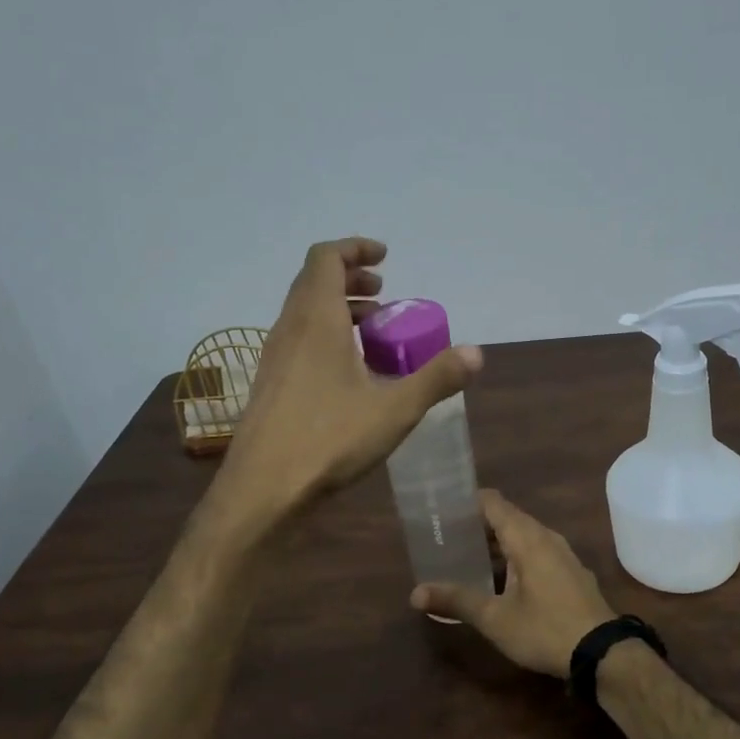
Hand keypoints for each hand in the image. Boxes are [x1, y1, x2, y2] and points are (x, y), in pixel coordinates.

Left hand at [216, 237, 481, 520]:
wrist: (263, 490)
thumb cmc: (329, 440)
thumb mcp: (395, 409)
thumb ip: (436, 378)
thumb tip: (476, 353)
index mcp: (315, 320)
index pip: (326, 257)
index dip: (355, 248)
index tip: (386, 258)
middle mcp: (289, 329)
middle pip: (314, 281)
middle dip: (350, 278)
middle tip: (384, 295)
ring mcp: (274, 357)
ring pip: (304, 313)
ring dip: (338, 309)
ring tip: (373, 332)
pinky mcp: (269, 384)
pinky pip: (298, 341)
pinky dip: (325, 337)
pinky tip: (349, 374)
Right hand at [411, 490, 616, 678]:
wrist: (603, 654)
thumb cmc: (545, 629)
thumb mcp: (495, 618)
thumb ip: (457, 600)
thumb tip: (414, 593)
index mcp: (527, 537)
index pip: (492, 502)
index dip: (466, 502)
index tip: (441, 511)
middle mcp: (546, 537)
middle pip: (507, 518)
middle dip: (476, 526)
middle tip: (445, 538)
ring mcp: (562, 555)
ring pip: (523, 537)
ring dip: (496, 544)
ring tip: (466, 558)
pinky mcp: (571, 574)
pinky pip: (536, 553)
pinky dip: (514, 558)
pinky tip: (500, 581)